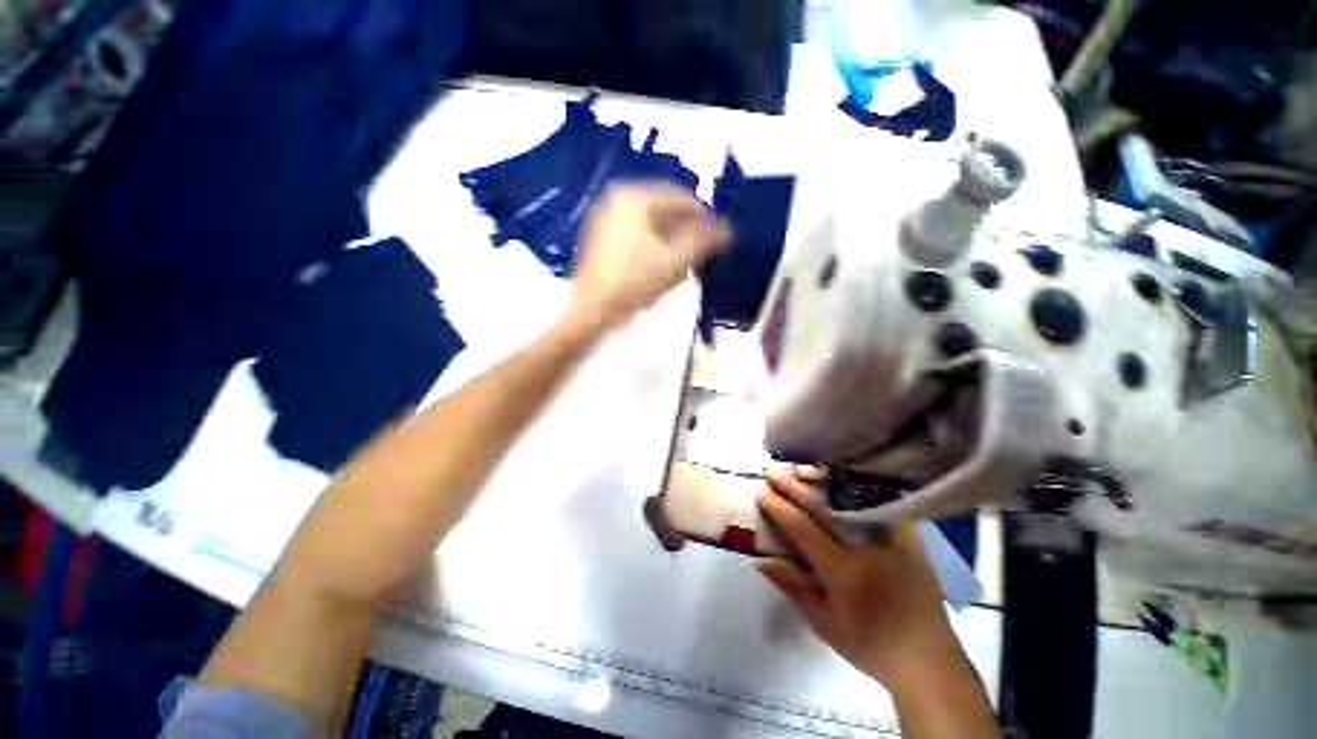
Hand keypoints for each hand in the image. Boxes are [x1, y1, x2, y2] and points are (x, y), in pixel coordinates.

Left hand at [569, 183, 728, 326]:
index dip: (706, 216)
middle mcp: (618, 199)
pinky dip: (655, 246)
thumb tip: (727, 230)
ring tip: (688, 263)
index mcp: (635, 197)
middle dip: (689, 230)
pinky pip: (638, 235)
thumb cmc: (635, 283)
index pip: (681, 197)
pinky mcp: (602, 239)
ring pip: (652, 224)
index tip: (722, 236)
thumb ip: (705, 241)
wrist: (593, 311)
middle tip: (705, 251)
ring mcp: (606, 219)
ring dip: (673, 240)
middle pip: (665, 210)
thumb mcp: (676, 261)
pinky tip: (664, 267)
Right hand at [755, 467, 968, 693]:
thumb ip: (793, 587)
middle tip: (774, 472)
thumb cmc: (870, 646)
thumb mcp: (825, 624)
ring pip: (852, 499)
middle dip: (794, 487)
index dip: (779, 509)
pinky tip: (842, 481)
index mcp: (845, 573)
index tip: (762, 493)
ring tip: (803, 470)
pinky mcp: (911, 537)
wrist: (928, 661)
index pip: (804, 530)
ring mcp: (893, 539)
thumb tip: (760, 560)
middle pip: (824, 508)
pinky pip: (879, 504)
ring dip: (823, 482)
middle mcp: (868, 548)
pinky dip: (857, 490)